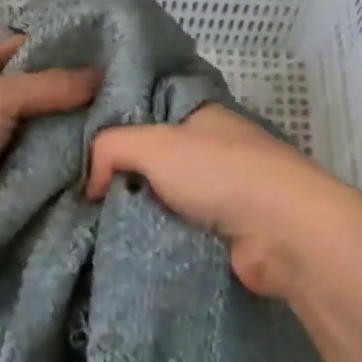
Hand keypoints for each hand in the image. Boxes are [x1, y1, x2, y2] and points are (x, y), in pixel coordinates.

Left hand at [0, 35, 98, 254]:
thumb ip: (49, 85)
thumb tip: (101, 78)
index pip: (27, 46)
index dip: (64, 47)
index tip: (108, 55)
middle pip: (39, 87)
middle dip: (75, 92)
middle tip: (123, 95)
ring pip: (43, 124)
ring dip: (72, 127)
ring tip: (117, 125)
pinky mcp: (1, 170)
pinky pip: (40, 156)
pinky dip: (62, 156)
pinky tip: (96, 155)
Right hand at [86, 105, 351, 296]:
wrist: (283, 231)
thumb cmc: (219, 173)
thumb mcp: (153, 143)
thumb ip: (110, 147)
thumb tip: (90, 183)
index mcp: (202, 116)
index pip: (149, 114)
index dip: (116, 130)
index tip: (79, 154)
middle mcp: (214, 149)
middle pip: (155, 160)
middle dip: (122, 177)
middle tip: (79, 197)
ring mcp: (224, 192)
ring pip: (165, 199)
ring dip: (138, 212)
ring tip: (93, 227)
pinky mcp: (228, 232)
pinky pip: (179, 230)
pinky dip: (158, 237)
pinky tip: (126, 247)